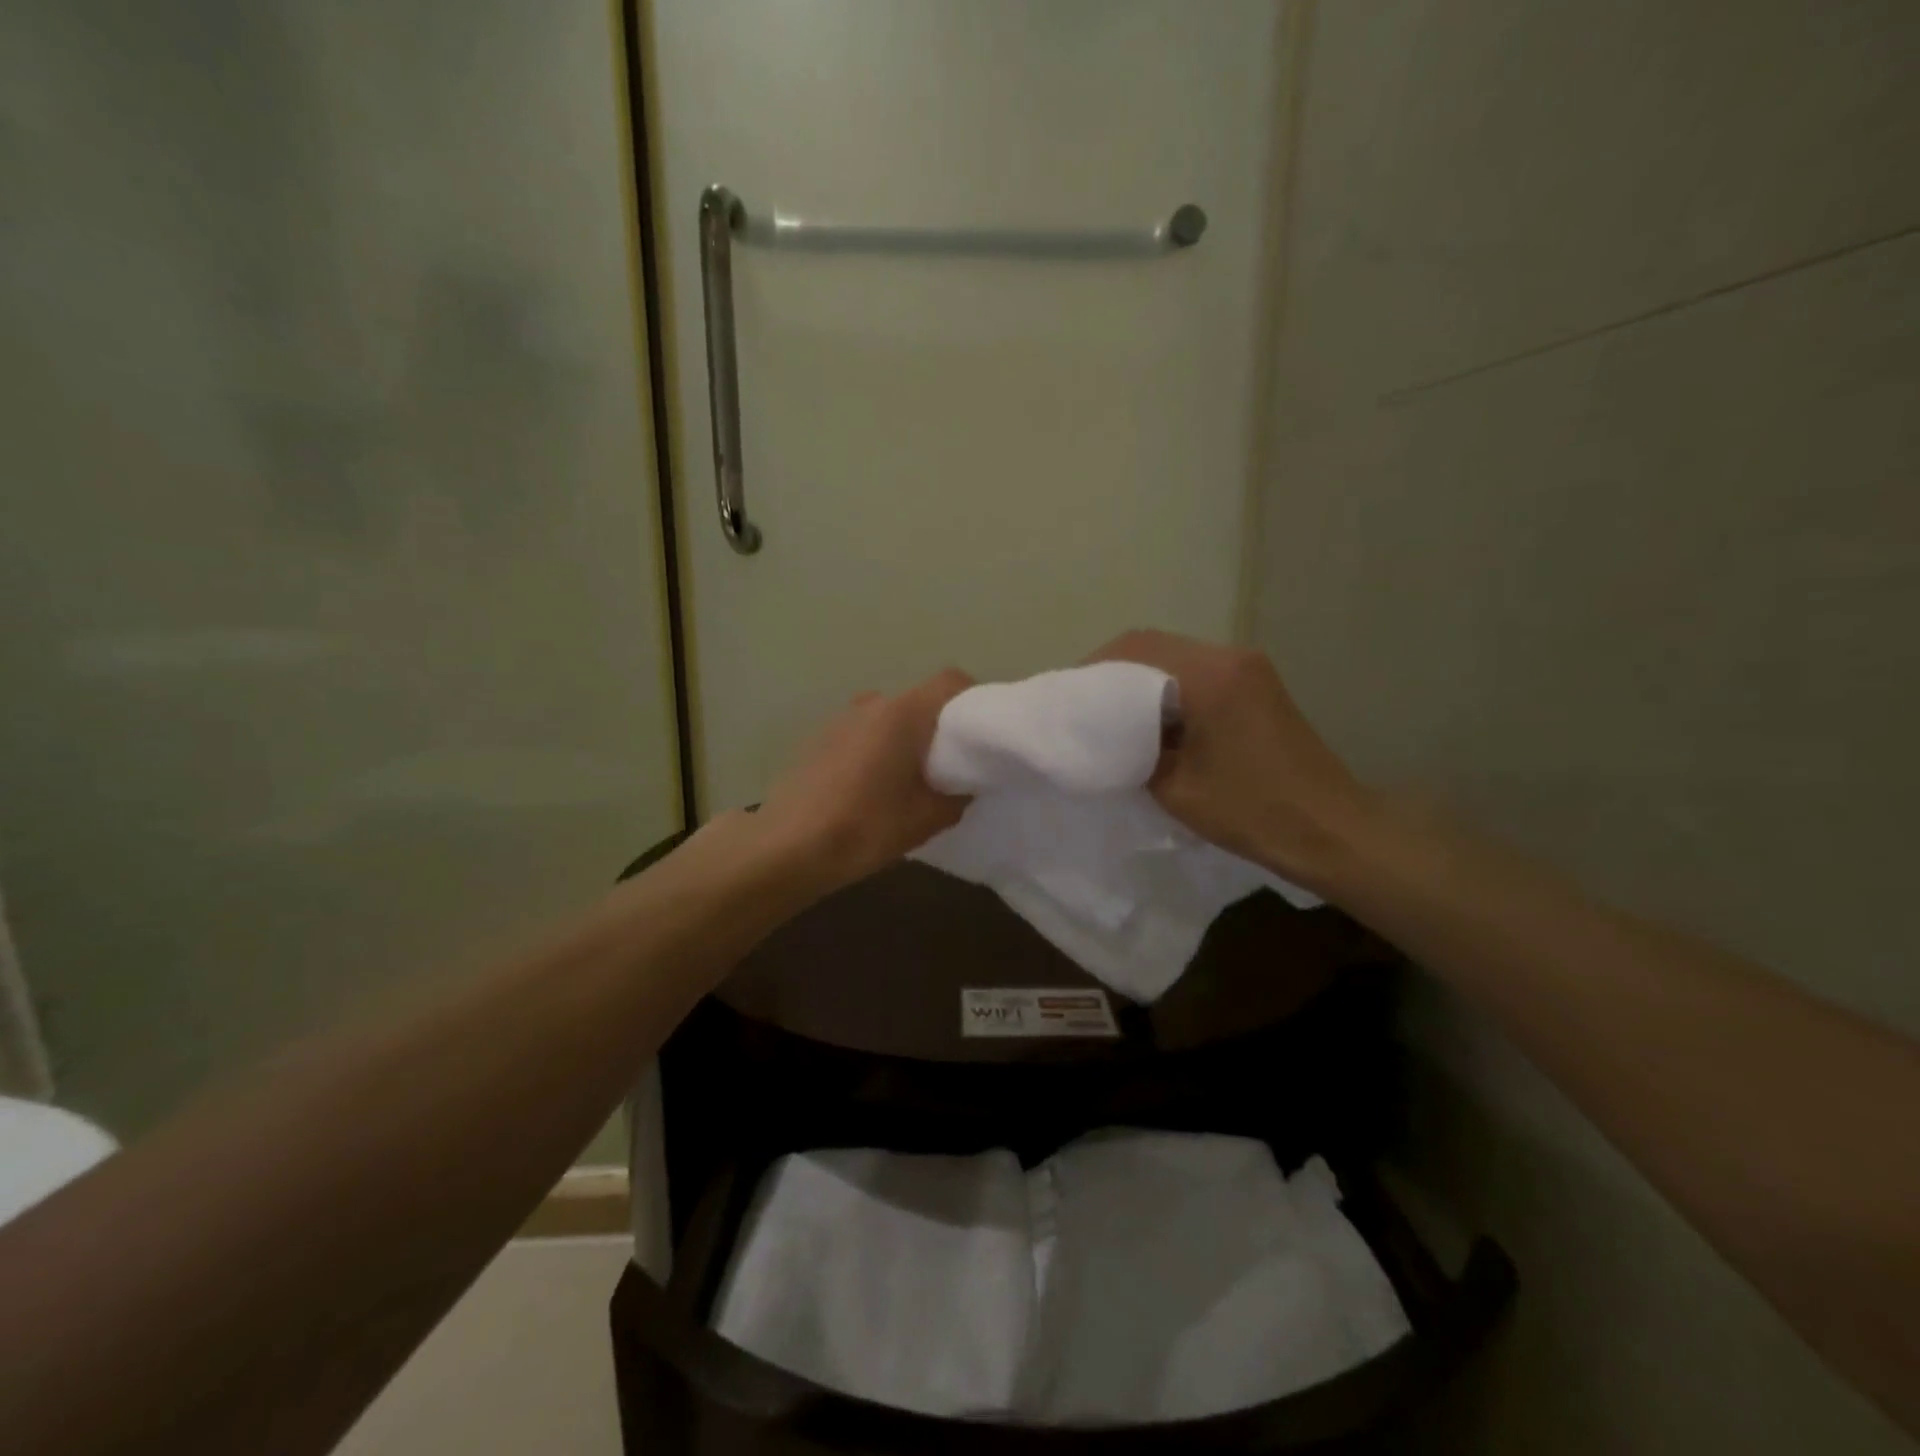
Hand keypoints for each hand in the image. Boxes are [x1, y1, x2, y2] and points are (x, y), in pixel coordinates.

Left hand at [756, 669, 974, 891]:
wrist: (786, 847)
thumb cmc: (863, 828)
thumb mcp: (925, 820)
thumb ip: (956, 797)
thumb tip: (963, 786)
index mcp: (902, 713)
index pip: (950, 681)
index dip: (974, 700)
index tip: (984, 734)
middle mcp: (872, 704)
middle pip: (920, 700)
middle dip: (941, 727)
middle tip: (953, 765)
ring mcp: (841, 718)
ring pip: (890, 717)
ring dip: (907, 738)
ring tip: (912, 779)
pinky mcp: (820, 738)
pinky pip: (864, 732)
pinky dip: (879, 748)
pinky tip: (873, 787)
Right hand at [1086, 630, 1373, 885]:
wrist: (1330, 830)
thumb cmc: (1251, 811)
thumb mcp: (1175, 787)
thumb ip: (1133, 751)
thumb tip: (1107, 736)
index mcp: (1210, 675)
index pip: (1136, 649)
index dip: (1093, 669)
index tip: (1068, 699)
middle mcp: (1230, 657)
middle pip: (1154, 646)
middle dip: (1111, 672)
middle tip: (1082, 707)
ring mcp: (1248, 668)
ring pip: (1175, 657)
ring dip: (1138, 680)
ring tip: (1108, 716)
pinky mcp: (1257, 685)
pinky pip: (1198, 673)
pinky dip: (1165, 689)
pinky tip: (1149, 721)